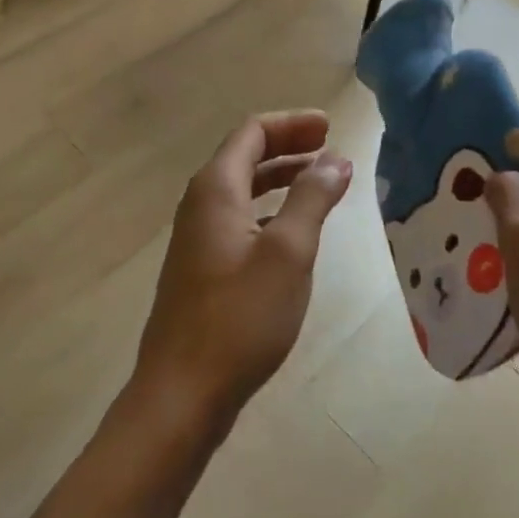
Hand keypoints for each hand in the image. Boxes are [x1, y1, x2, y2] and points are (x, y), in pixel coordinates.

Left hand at [134, 110, 353, 434]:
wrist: (182, 393)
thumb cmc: (240, 317)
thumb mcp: (289, 252)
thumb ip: (312, 198)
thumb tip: (336, 158)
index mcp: (216, 189)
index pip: (253, 133)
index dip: (292, 124)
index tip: (330, 126)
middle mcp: (201, 204)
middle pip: (245, 156)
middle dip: (288, 146)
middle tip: (331, 147)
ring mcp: (197, 238)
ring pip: (243, 190)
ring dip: (281, 178)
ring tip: (321, 182)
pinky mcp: (202, 268)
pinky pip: (240, 219)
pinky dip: (270, 210)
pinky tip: (293, 231)